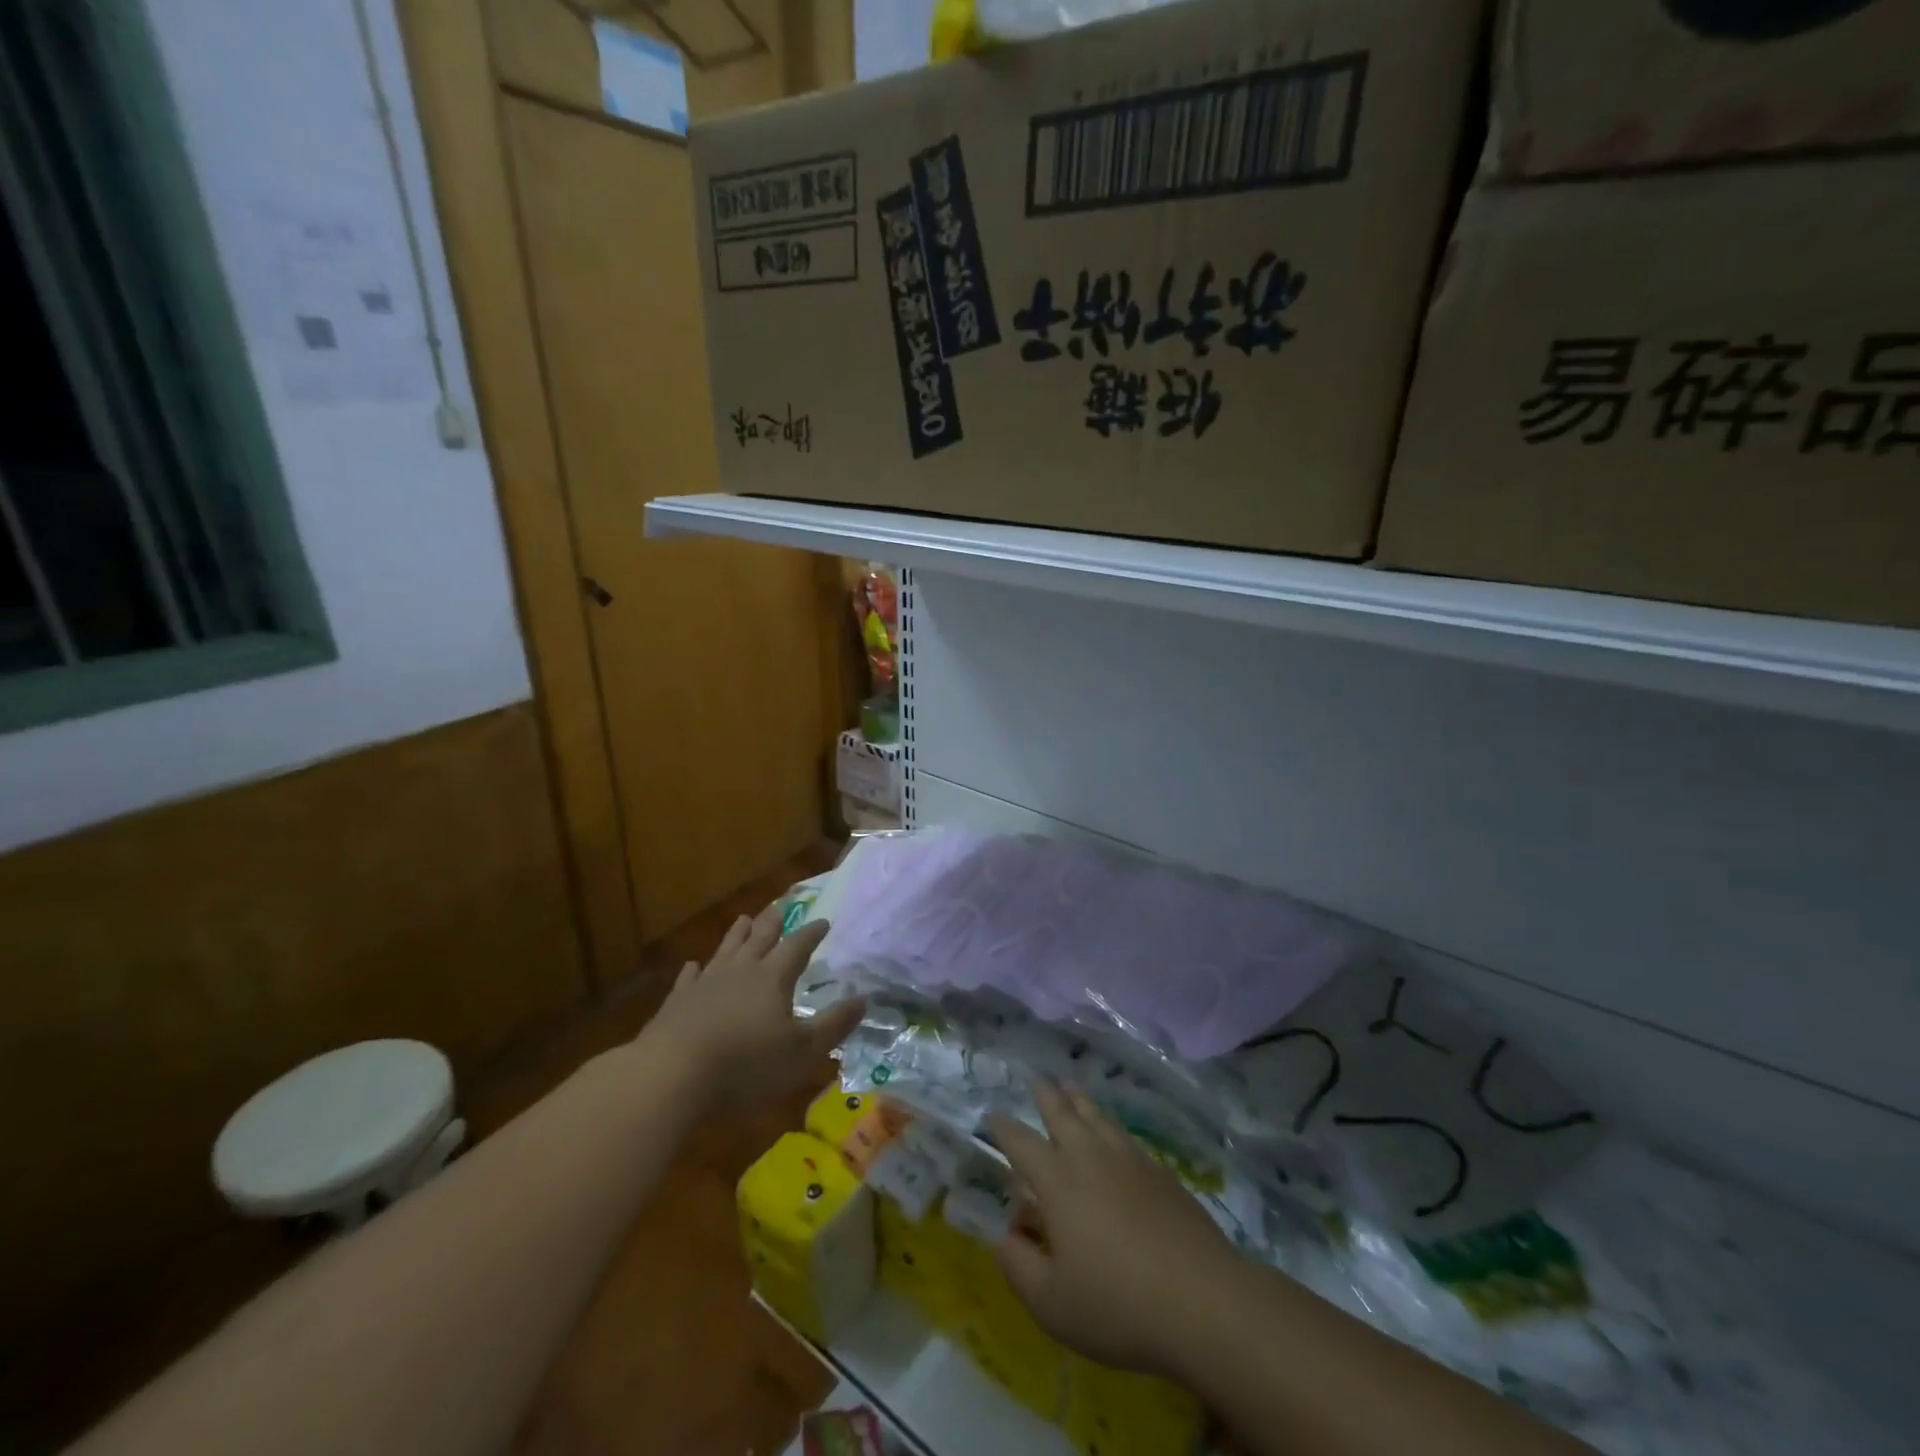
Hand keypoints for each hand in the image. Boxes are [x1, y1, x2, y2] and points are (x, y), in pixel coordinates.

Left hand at [639, 905, 863, 1110]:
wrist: (672, 1073)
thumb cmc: (746, 1063)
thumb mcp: (802, 1051)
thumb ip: (833, 1024)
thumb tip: (863, 999)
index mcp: (773, 978)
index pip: (797, 947)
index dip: (811, 934)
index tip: (823, 921)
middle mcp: (740, 971)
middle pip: (760, 938)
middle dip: (773, 922)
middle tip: (781, 906)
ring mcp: (705, 983)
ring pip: (725, 950)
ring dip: (736, 935)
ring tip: (743, 918)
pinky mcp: (677, 1002)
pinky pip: (689, 978)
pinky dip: (693, 970)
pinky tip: (693, 965)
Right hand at [988, 1083, 1234, 1377]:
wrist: (1203, 1300)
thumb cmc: (1118, 1305)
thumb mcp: (1052, 1304)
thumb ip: (1019, 1267)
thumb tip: (1005, 1236)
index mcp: (1058, 1183)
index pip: (1022, 1143)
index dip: (1004, 1128)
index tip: (992, 1115)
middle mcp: (1091, 1158)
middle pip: (1064, 1114)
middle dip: (1047, 1095)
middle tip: (1038, 1081)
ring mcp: (1130, 1161)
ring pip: (1098, 1118)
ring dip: (1081, 1101)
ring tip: (1072, 1088)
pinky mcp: (1162, 1174)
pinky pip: (1126, 1136)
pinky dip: (1112, 1125)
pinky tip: (1114, 1134)